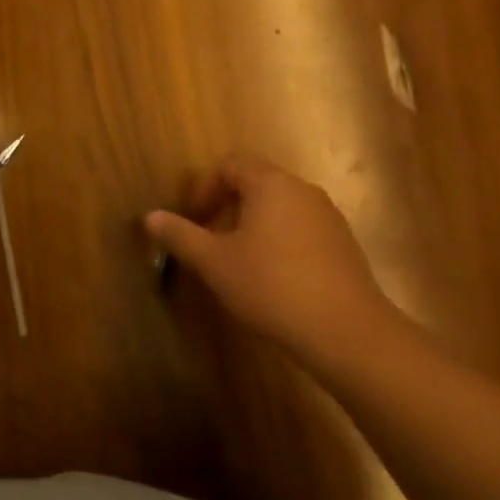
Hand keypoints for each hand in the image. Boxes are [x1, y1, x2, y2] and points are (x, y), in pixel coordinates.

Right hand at [144, 154, 403, 381]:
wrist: (349, 334)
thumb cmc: (272, 287)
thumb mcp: (215, 263)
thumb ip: (181, 236)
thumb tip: (150, 217)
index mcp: (270, 183)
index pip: (230, 166)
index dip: (205, 188)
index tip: (193, 220)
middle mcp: (302, 190)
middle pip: (255, 184)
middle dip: (227, 208)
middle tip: (210, 242)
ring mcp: (328, 217)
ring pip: (279, 208)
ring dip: (252, 226)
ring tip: (238, 263)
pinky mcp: (344, 246)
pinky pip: (301, 229)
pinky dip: (279, 242)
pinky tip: (273, 280)